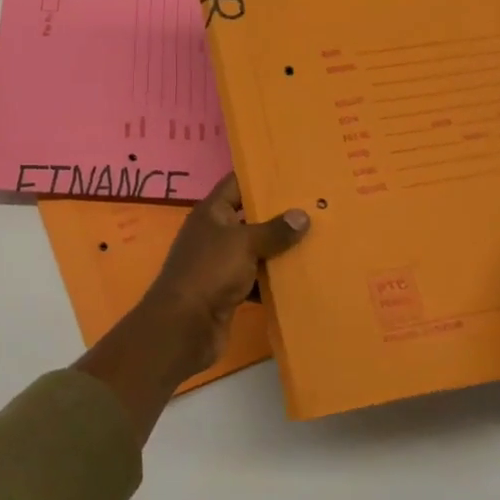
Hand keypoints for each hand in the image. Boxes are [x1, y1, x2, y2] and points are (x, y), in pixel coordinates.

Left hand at [76, 175, 308, 443]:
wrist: (184, 326)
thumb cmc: (209, 272)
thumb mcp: (243, 243)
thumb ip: (273, 230)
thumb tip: (302, 215)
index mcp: (211, 212)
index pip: (236, 184)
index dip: (260, 176)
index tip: (292, 172)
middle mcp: (214, 234)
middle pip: (249, 217)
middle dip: (278, 215)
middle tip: (315, 206)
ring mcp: (219, 263)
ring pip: (254, 250)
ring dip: (279, 249)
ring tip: (316, 240)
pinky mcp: (227, 291)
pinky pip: (255, 279)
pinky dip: (272, 280)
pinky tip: (299, 278)